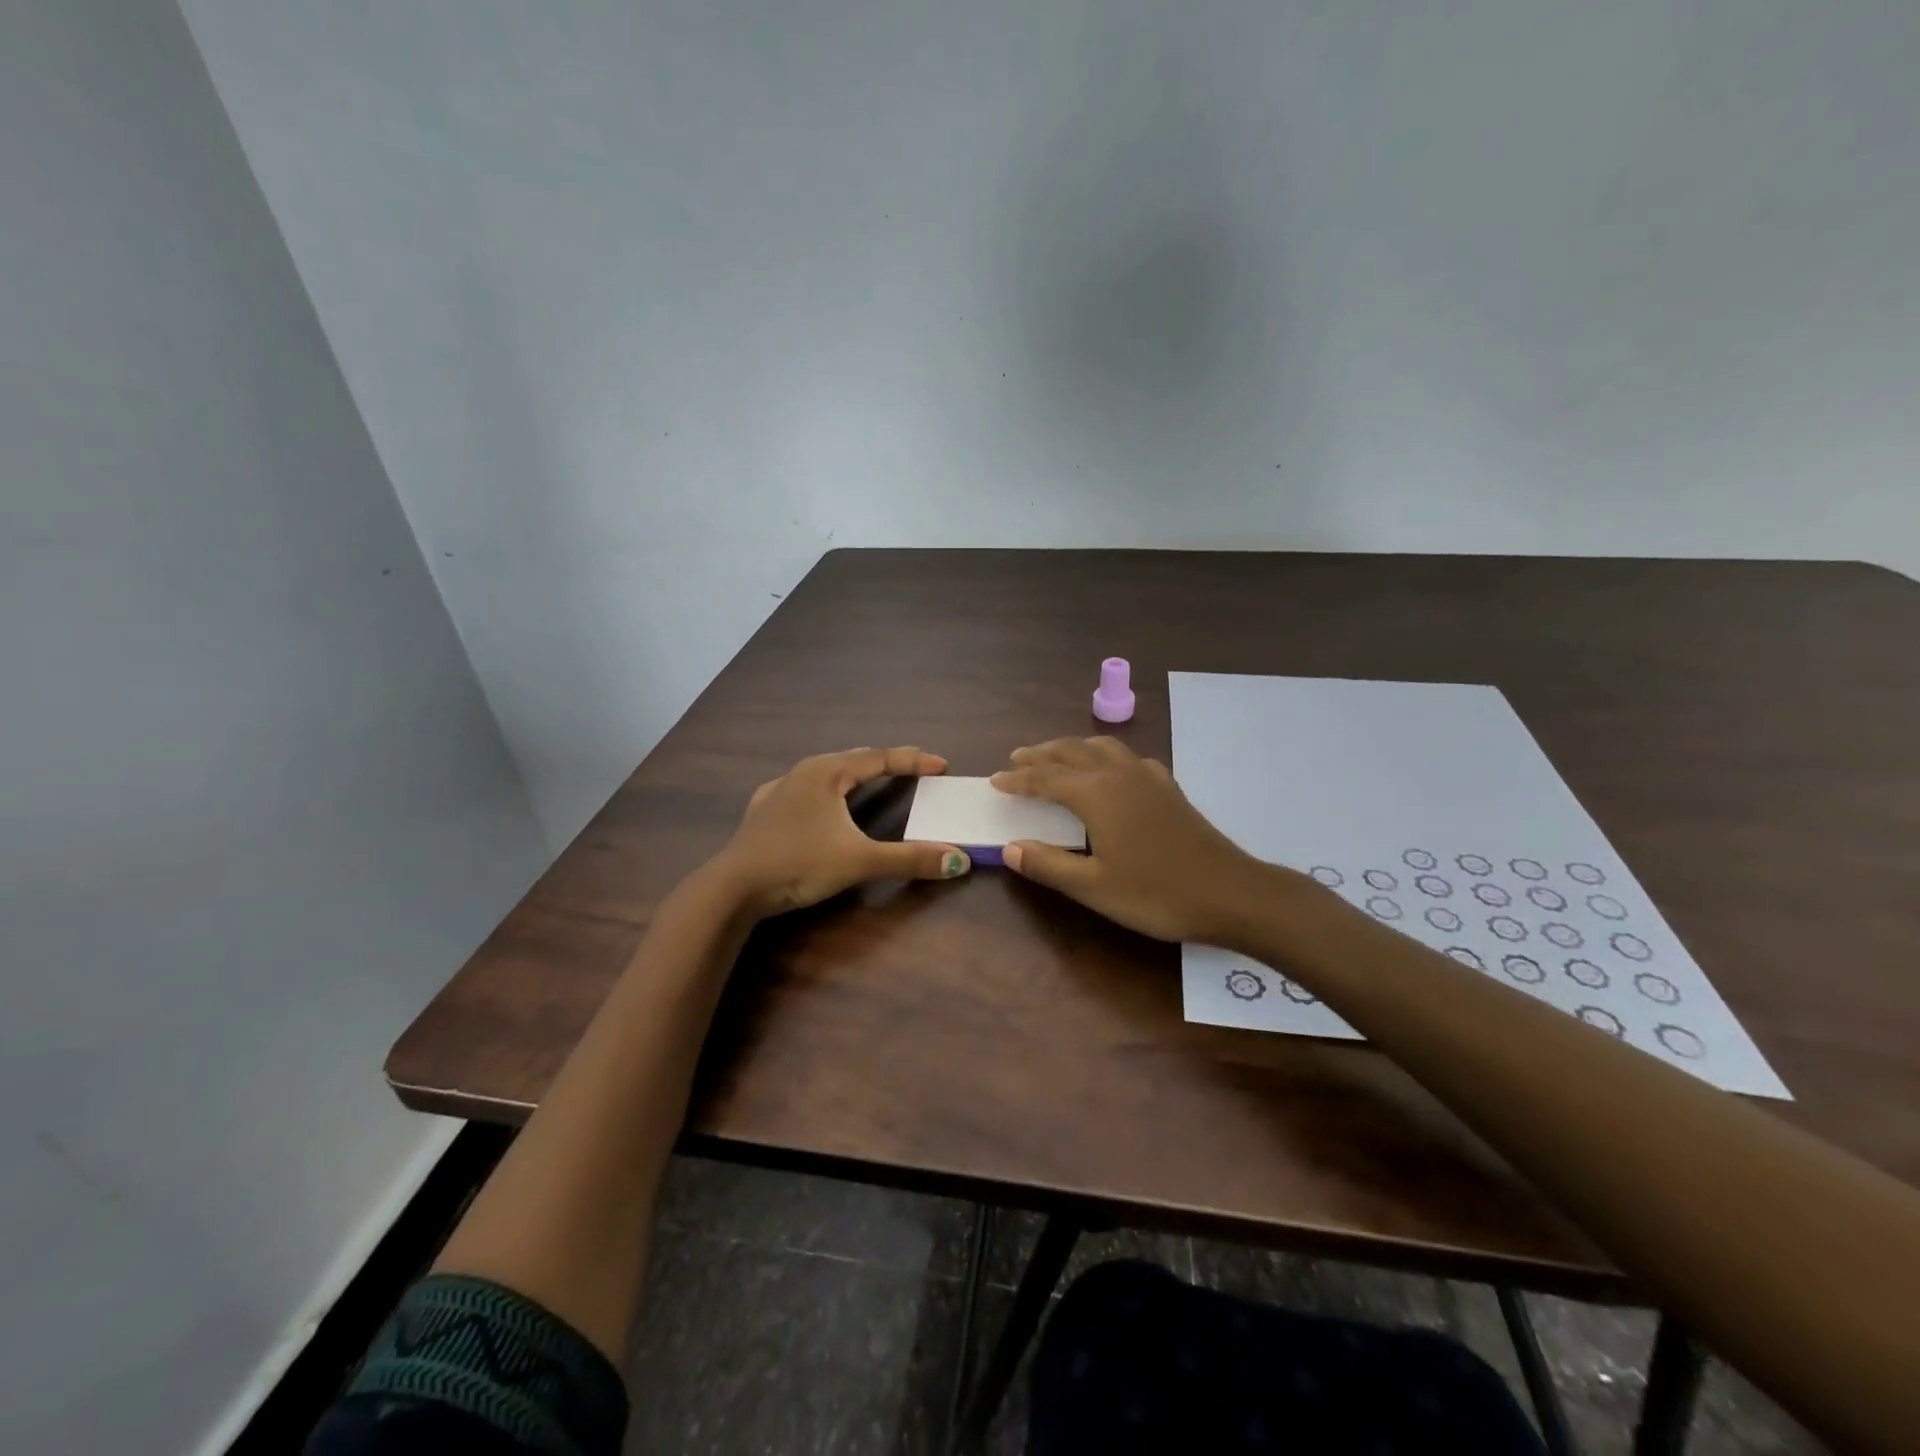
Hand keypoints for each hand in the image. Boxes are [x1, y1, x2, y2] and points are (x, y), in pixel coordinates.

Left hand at [711, 747, 970, 916]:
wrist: (733, 887)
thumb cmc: (799, 864)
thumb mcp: (860, 861)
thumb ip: (910, 859)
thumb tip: (959, 861)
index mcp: (828, 773)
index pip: (880, 758)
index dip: (913, 761)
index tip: (941, 765)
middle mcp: (803, 772)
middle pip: (853, 759)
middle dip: (885, 762)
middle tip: (913, 767)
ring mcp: (779, 789)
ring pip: (825, 772)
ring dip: (853, 773)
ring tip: (872, 777)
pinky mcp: (762, 810)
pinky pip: (803, 789)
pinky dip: (824, 790)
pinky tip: (818, 801)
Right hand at [990, 736, 1285, 944]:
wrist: (1231, 893)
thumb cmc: (1157, 893)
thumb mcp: (1094, 887)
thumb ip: (1048, 865)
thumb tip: (1009, 848)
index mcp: (1096, 794)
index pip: (1046, 779)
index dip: (1018, 779)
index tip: (995, 780)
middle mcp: (1119, 775)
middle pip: (1071, 753)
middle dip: (1041, 754)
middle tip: (1017, 758)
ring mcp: (1148, 778)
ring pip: (1101, 748)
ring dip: (1072, 748)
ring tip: (1056, 756)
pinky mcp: (1168, 788)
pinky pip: (1127, 758)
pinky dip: (1106, 756)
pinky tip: (1111, 771)